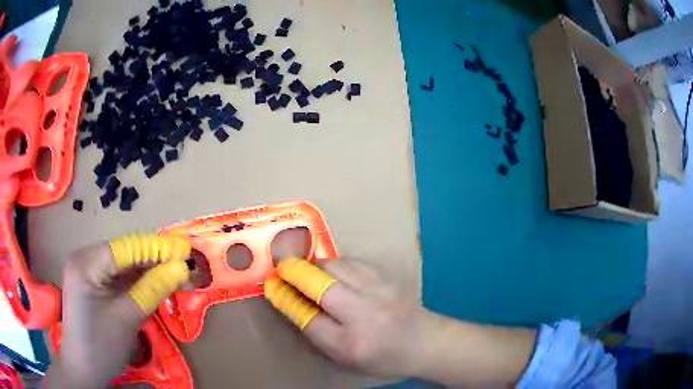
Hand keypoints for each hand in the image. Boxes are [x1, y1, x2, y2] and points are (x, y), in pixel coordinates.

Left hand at [44, 234, 191, 388]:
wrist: (83, 370)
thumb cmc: (100, 346)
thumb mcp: (127, 318)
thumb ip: (153, 289)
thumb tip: (181, 268)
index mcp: (86, 262)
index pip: (126, 247)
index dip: (157, 248)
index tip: (186, 251)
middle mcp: (85, 259)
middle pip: (125, 255)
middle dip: (155, 262)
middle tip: (185, 270)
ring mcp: (89, 272)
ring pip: (124, 267)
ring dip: (150, 273)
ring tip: (177, 279)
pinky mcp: (94, 286)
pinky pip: (120, 279)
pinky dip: (139, 284)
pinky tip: (156, 287)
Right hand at [264, 258, 427, 377]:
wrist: (424, 341)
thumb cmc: (381, 357)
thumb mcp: (345, 357)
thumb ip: (317, 332)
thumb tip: (291, 302)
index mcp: (351, 343)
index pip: (307, 318)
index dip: (285, 298)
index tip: (271, 286)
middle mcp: (364, 314)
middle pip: (320, 284)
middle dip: (294, 272)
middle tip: (281, 268)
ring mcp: (378, 290)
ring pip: (335, 266)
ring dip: (314, 265)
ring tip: (305, 269)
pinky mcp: (386, 276)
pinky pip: (351, 262)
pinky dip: (334, 264)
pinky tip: (331, 270)